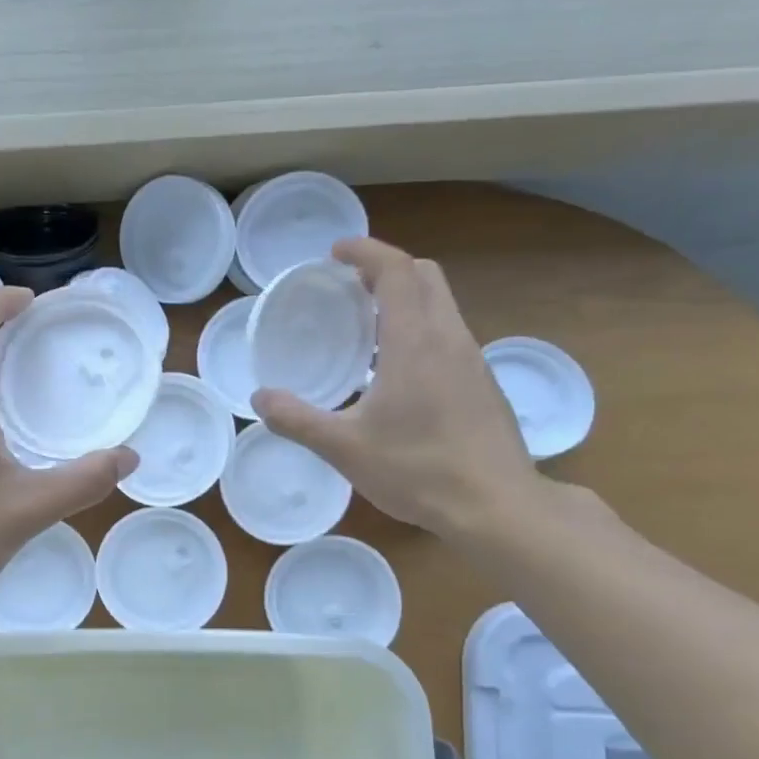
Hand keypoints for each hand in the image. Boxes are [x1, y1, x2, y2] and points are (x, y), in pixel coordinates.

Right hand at [251, 238, 539, 537]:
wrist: (498, 507)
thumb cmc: (418, 470)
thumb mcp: (344, 448)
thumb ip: (297, 419)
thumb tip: (259, 398)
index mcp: (415, 342)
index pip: (396, 270)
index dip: (365, 251)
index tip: (335, 252)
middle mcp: (449, 338)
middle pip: (425, 276)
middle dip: (386, 268)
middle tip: (348, 285)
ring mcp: (473, 360)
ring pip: (442, 305)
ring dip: (405, 298)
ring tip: (365, 325)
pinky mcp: (483, 383)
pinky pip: (449, 334)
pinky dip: (420, 327)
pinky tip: (396, 370)